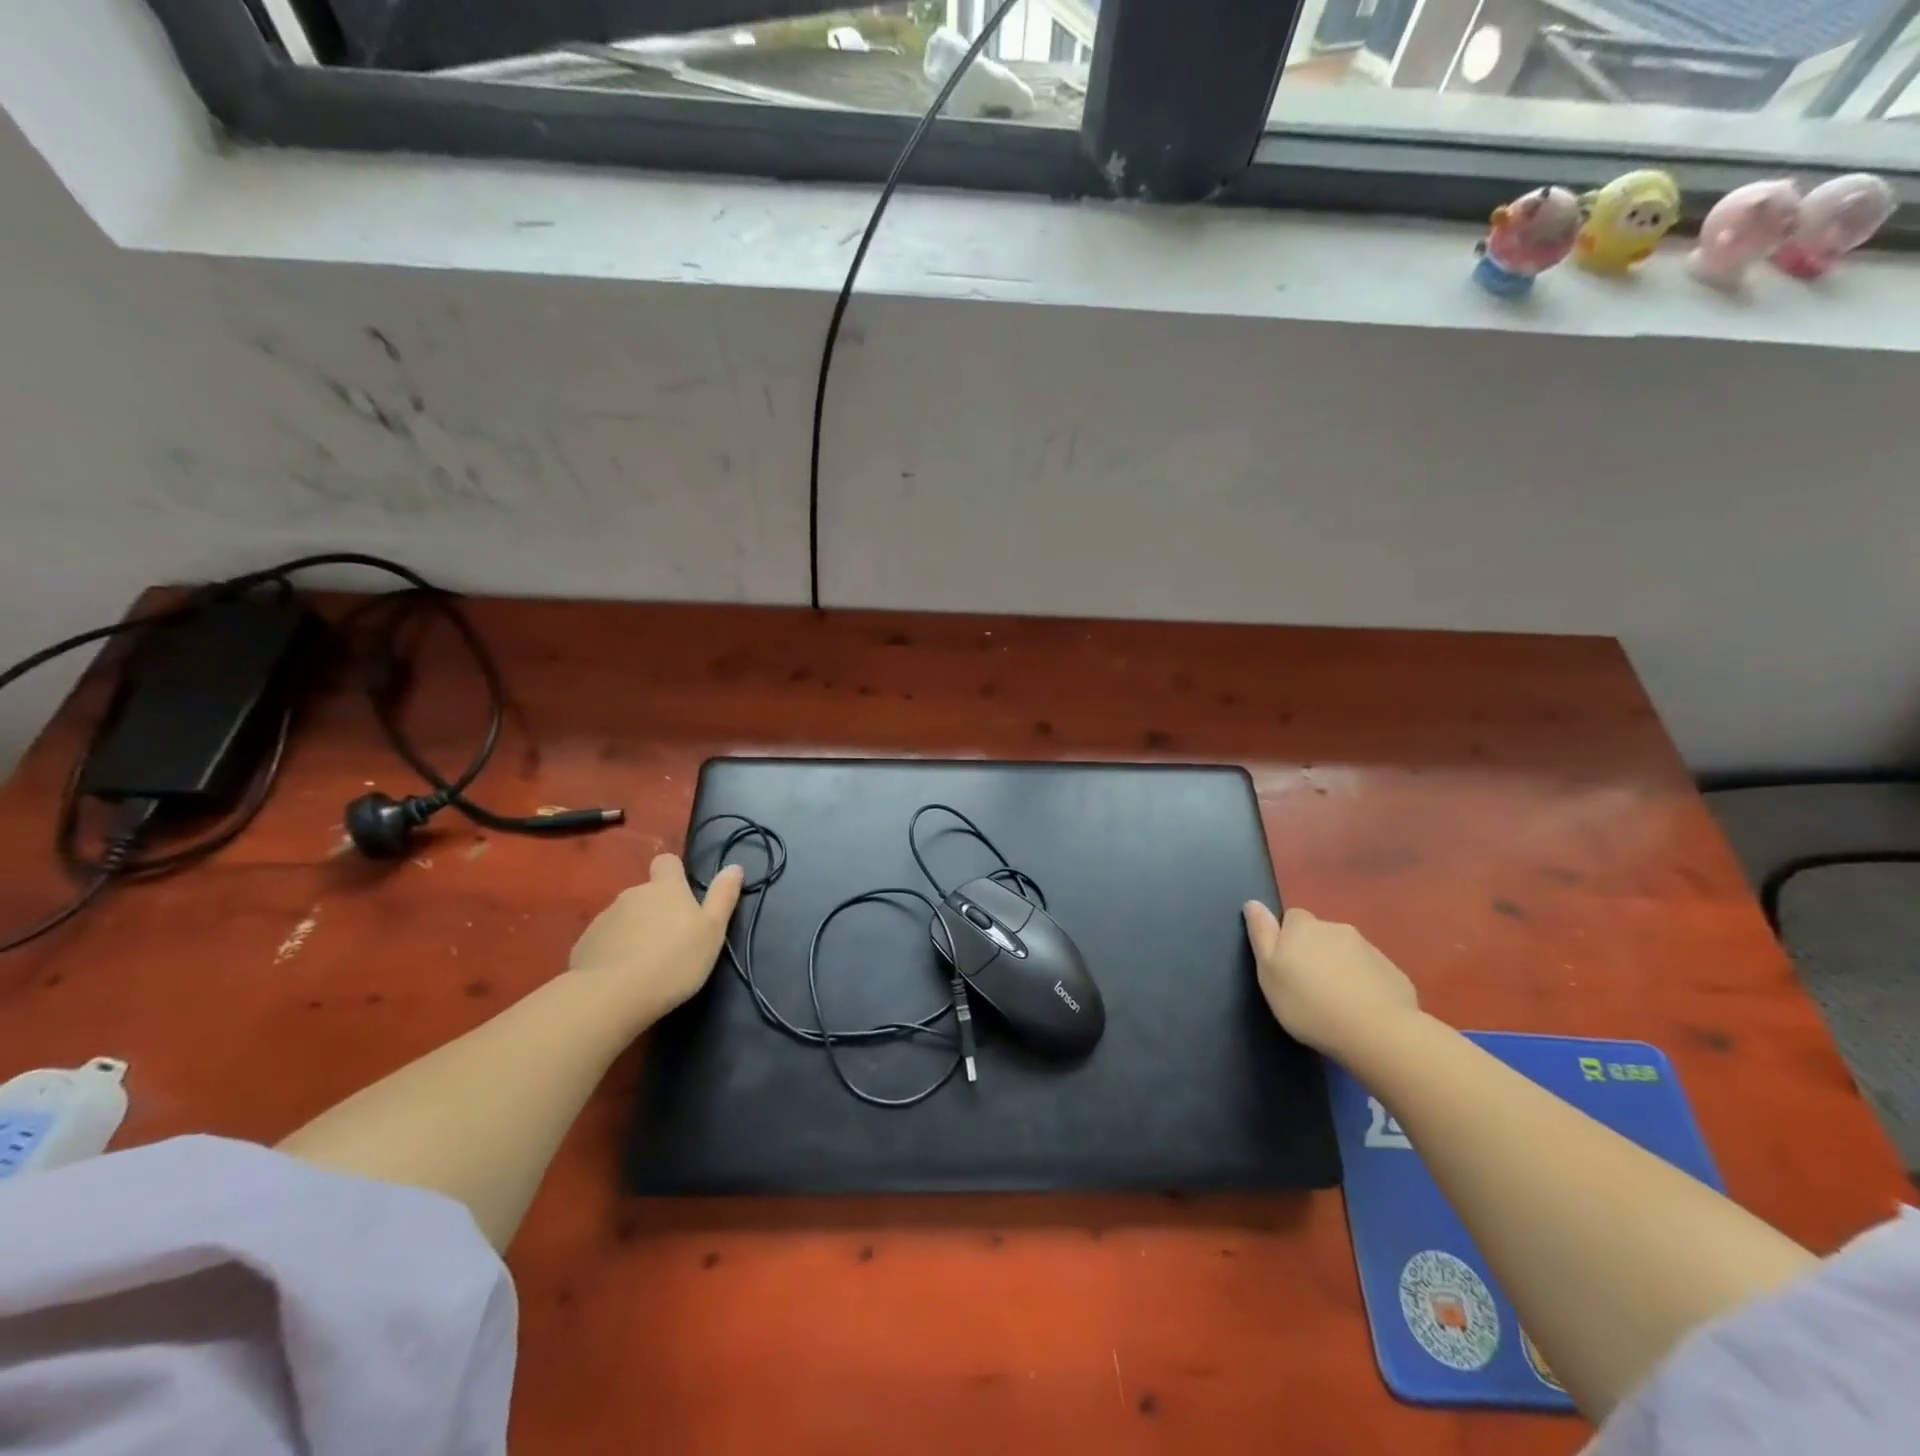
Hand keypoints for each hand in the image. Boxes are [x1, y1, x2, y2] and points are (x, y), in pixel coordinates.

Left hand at [570, 854, 743, 1022]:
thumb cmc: (675, 960)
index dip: (674, 873)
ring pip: (625, 917)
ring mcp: (605, 918)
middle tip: (670, 941)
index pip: (667, 862)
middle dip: (655, 910)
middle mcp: (633, 894)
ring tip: (645, 963)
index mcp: (665, 888)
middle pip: (646, 894)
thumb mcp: (712, 930)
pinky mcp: (584, 944)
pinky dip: (613, 952)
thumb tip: (734, 866)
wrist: (613, 995)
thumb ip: (723, 897)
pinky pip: (605, 941)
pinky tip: (621, 976)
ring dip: (634, 931)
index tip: (682, 895)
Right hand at [1242, 903, 1417, 1057]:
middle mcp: (1337, 929)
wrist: (1375, 1032)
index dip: (1287, 939)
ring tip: (1336, 1002)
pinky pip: (1371, 972)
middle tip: (1309, 987)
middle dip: (1315, 952)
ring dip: (1339, 967)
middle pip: (1320, 934)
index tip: (1286, 967)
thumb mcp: (1269, 971)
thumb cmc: (1308, 1003)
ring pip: (1347, 953)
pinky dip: (1364, 984)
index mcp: (1303, 927)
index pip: (1292, 918)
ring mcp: (1369, 949)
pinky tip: (1362, 1010)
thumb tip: (1253, 902)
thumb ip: (1261, 934)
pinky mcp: (1393, 973)